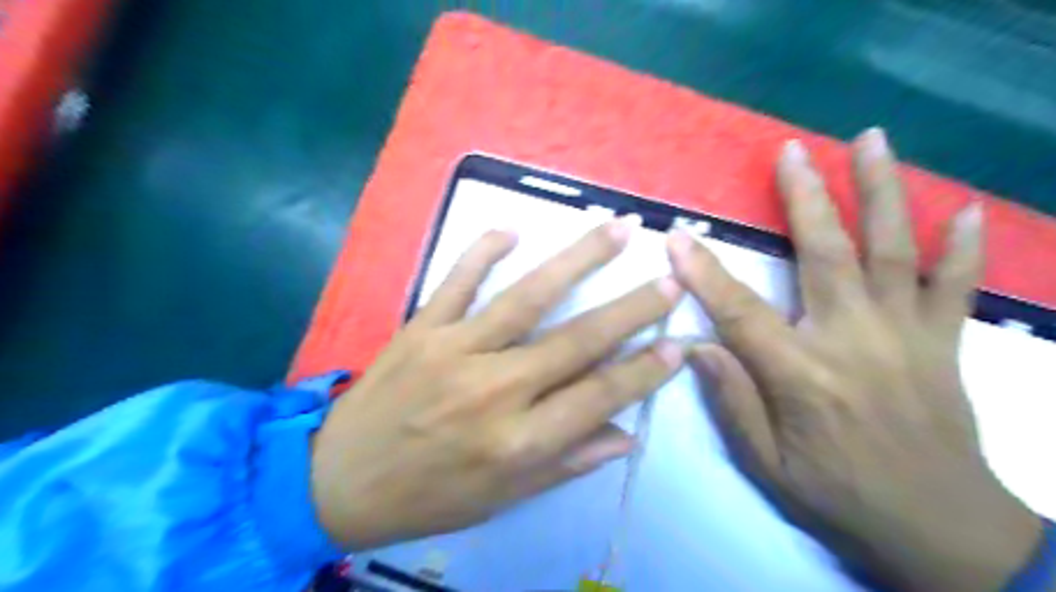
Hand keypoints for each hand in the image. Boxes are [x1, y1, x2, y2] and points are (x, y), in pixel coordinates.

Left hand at [310, 218, 685, 550]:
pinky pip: (456, 281)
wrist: (336, 480)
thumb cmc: (427, 496)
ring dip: (577, 260)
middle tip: (670, 279)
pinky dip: (482, 252)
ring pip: (527, 297)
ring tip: (617, 230)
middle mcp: (493, 390)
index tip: (678, 344)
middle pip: (576, 340)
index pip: (598, 397)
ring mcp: (454, 350)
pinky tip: (511, 230)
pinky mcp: (421, 328)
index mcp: (517, 441)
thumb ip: (566, 462)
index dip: (642, 372)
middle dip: (631, 309)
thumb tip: (625, 435)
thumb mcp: (502, 497)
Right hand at [666, 129, 1036, 591]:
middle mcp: (854, 341)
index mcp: (802, 375)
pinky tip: (967, 212)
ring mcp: (906, 337)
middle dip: (805, 199)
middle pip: (825, 255)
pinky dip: (963, 249)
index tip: (678, 235)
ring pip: (892, 252)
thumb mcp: (767, 465)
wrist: (941, 532)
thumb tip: (694, 347)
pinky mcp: (942, 344)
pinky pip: (955, 288)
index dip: (704, 271)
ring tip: (871, 142)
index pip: (740, 310)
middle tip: (791, 153)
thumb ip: (731, 401)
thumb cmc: (839, 496)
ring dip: (883, 193)